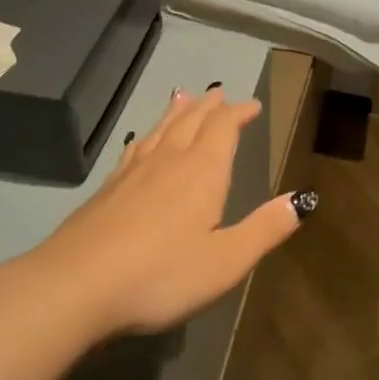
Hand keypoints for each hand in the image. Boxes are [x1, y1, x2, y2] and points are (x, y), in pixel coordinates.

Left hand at [32, 86, 305, 334]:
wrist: (77, 285)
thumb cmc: (162, 274)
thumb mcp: (227, 260)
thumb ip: (265, 229)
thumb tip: (302, 199)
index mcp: (202, 172)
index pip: (224, 129)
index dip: (239, 113)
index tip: (252, 105)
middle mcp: (168, 161)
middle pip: (191, 122)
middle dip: (209, 107)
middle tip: (219, 94)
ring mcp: (132, 173)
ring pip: (159, 131)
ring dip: (176, 113)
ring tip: (183, 99)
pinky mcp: (106, 190)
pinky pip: (134, 150)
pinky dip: (145, 137)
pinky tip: (140, 142)